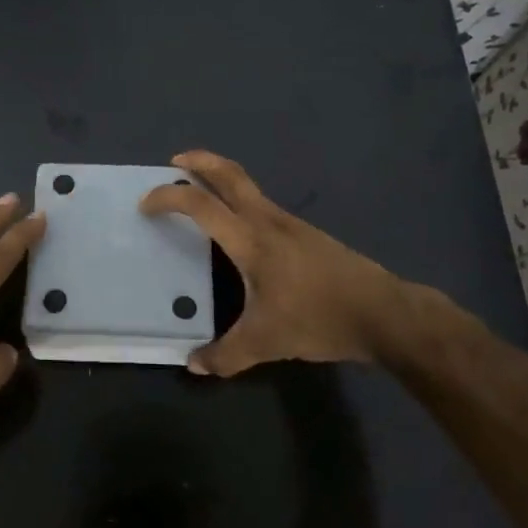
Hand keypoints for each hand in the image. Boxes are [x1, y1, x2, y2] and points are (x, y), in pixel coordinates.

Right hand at [139, 150, 426, 377]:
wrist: (382, 312)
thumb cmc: (318, 318)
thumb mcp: (266, 342)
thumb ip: (225, 355)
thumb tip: (193, 366)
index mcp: (250, 239)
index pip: (200, 204)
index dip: (168, 197)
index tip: (145, 203)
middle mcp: (267, 220)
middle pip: (229, 174)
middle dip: (199, 161)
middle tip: (174, 162)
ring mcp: (289, 223)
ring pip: (248, 185)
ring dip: (220, 178)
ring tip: (200, 193)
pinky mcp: (304, 232)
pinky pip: (261, 203)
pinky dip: (239, 199)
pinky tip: (238, 229)